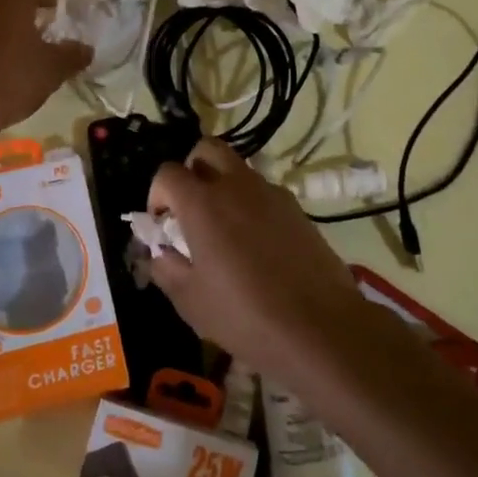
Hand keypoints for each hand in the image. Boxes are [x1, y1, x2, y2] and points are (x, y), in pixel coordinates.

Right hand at [146, 140, 368, 383]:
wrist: (320, 327)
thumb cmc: (245, 315)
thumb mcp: (190, 301)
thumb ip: (166, 268)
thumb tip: (161, 252)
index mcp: (202, 203)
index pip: (168, 173)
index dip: (157, 194)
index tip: (162, 224)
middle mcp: (236, 186)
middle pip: (206, 149)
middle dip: (191, 170)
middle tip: (190, 208)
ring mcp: (271, 193)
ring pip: (238, 169)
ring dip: (223, 186)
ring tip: (224, 230)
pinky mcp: (297, 209)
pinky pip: (264, 192)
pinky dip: (251, 205)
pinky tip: (256, 245)